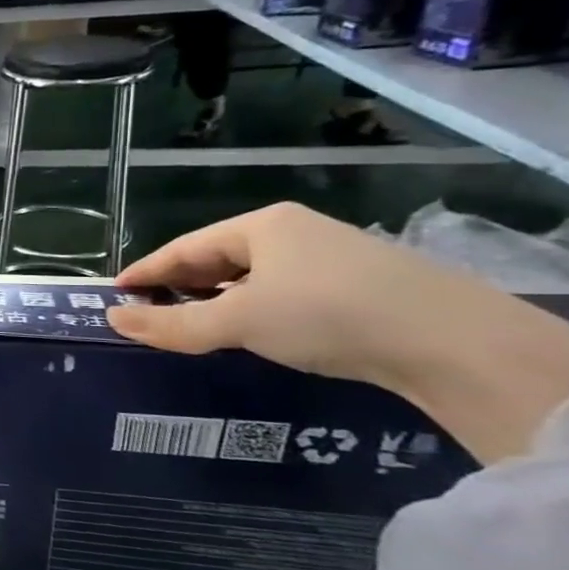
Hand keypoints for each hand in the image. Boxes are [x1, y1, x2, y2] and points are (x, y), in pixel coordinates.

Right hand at [106, 202, 568, 463]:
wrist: (456, 343)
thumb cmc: (326, 314)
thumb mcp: (236, 321)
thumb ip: (171, 324)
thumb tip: (112, 318)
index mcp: (262, 225)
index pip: (184, 247)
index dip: (146, 269)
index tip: (116, 291)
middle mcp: (296, 233)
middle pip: (219, 258)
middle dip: (181, 284)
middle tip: (149, 309)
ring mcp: (334, 259)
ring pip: (254, 277)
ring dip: (218, 299)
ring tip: (193, 323)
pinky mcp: (363, 288)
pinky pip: (285, 293)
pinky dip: (255, 309)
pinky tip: (253, 330)